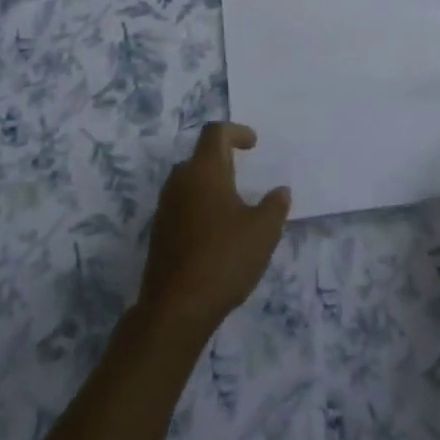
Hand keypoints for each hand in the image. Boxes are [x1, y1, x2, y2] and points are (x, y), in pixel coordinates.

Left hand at [138, 122, 290, 343]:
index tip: (253, 144)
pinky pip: (181, 205)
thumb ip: (275, 206)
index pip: (215, 132)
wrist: (176, 308)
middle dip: (222, 158)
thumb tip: (280, 191)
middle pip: (199, 156)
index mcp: (205, 171)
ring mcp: (165, 207)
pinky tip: (216, 231)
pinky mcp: (159, 233)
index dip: (236, 131)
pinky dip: (199, 206)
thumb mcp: (263, 231)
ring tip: (233, 204)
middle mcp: (180, 181)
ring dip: (209, 184)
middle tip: (243, 172)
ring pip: (188, 181)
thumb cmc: (224, 259)